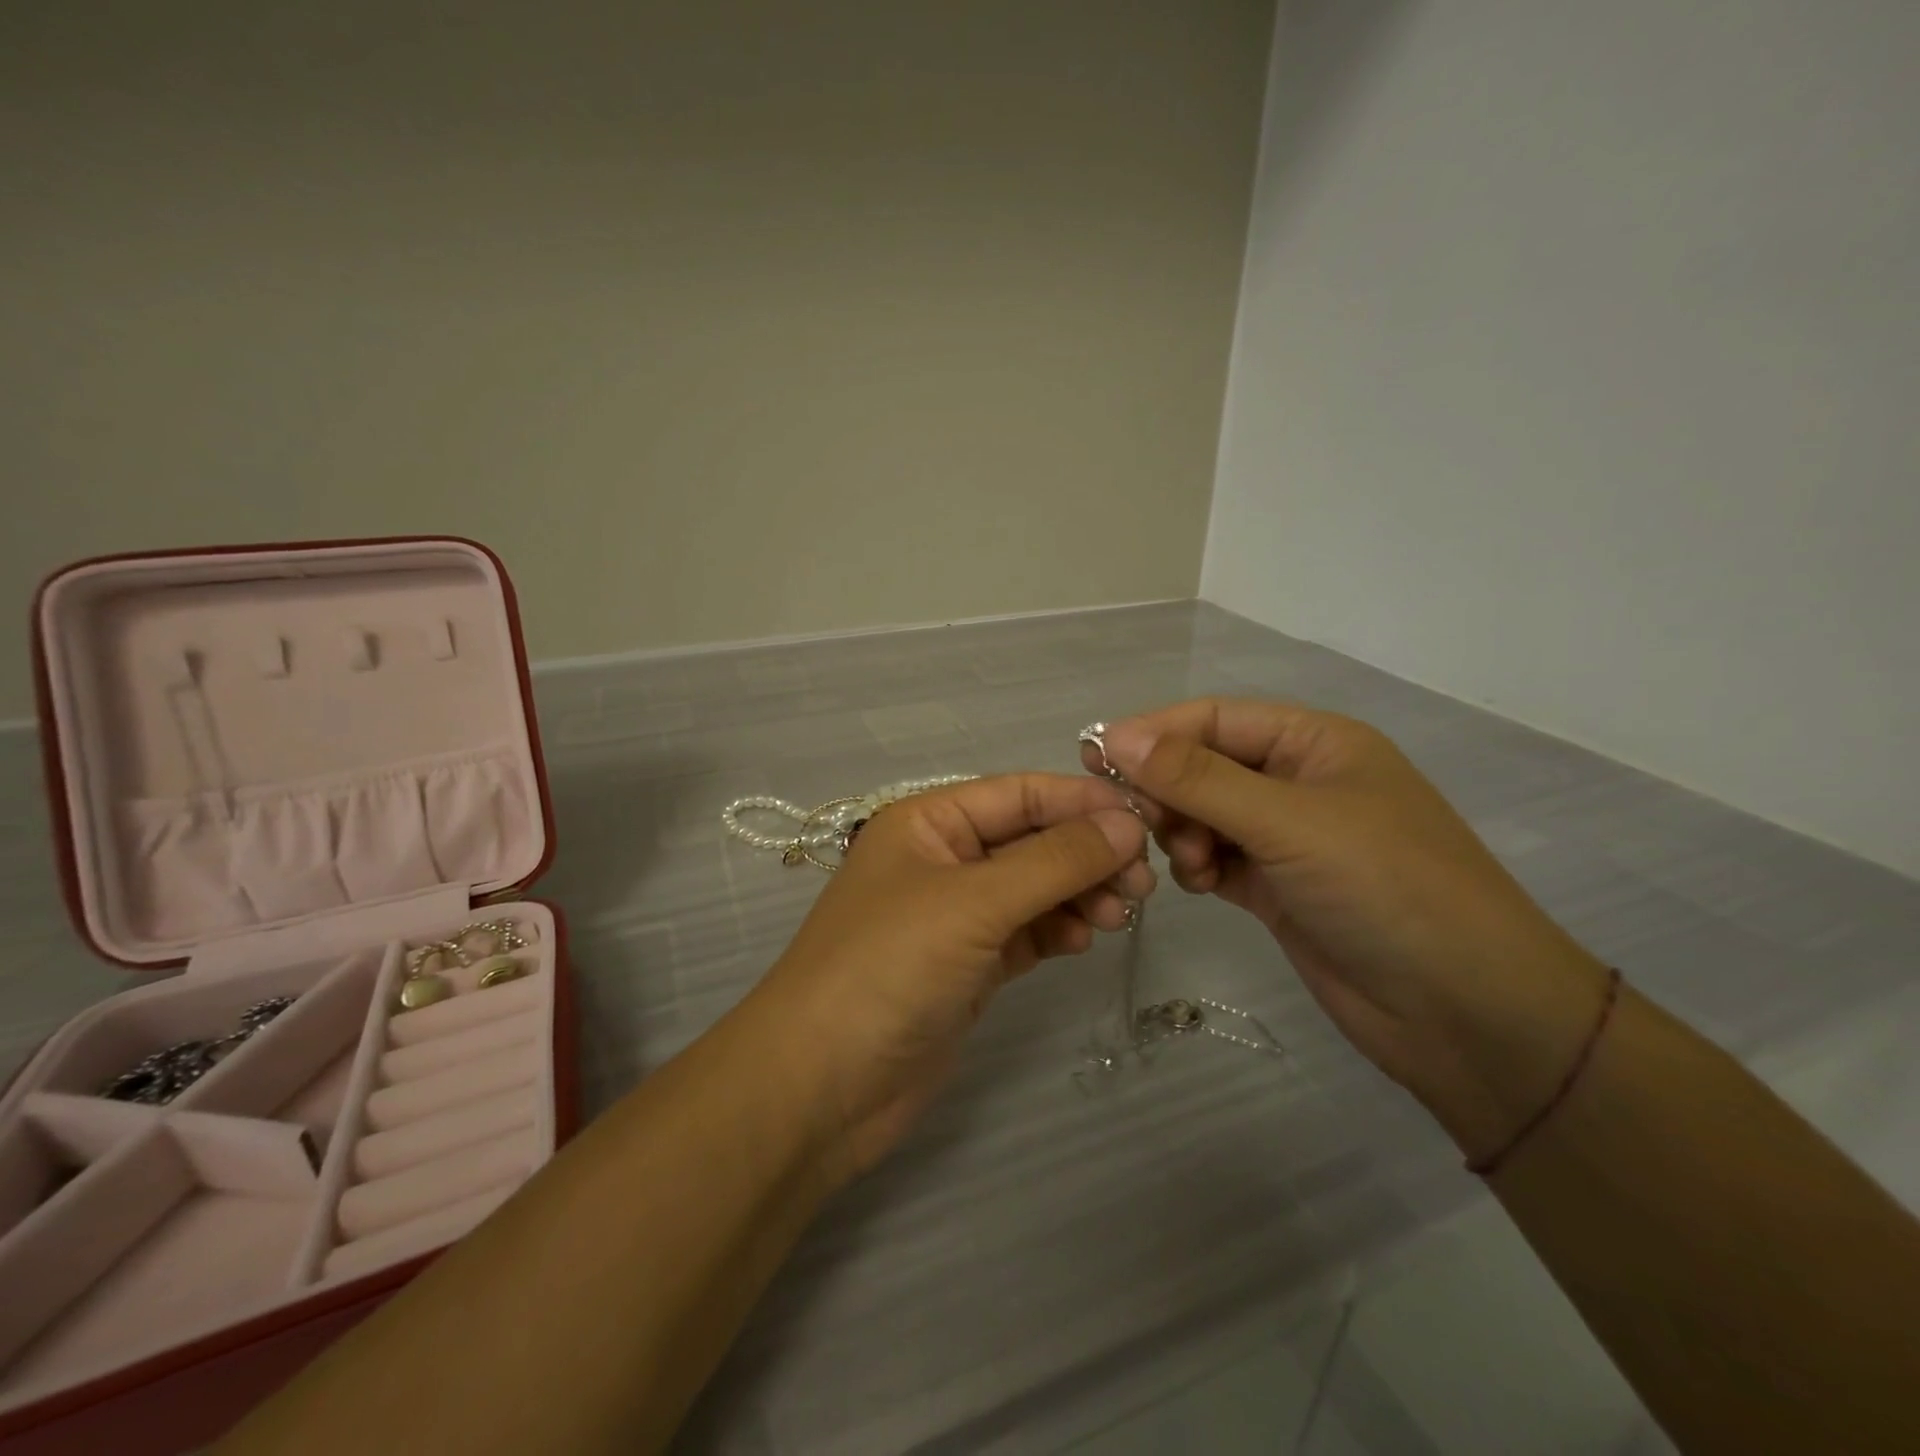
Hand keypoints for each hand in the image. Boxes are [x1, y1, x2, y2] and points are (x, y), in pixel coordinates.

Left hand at [746, 774, 1151, 1179]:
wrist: (820, 1087)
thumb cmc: (889, 969)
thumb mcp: (973, 902)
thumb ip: (1054, 861)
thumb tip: (1127, 824)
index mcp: (929, 821)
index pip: (1019, 793)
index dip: (1082, 802)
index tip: (1147, 822)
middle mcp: (942, 859)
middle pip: (1031, 840)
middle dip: (1086, 854)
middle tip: (1142, 883)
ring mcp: (955, 915)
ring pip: (1034, 887)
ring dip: (1078, 894)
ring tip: (1118, 916)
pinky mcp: (967, 965)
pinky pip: (1025, 932)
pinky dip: (1057, 930)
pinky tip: (1082, 940)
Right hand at [1090, 699, 1609, 1156]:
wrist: (1468, 1014)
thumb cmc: (1387, 889)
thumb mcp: (1288, 822)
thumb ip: (1197, 778)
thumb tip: (1115, 736)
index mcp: (1315, 743)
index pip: (1214, 719)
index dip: (1153, 733)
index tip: (1093, 757)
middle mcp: (1298, 782)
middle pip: (1204, 766)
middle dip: (1166, 790)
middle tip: (1134, 822)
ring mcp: (1288, 838)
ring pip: (1203, 815)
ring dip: (1180, 832)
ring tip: (1186, 863)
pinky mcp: (1277, 888)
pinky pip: (1215, 858)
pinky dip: (1197, 865)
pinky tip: (1198, 884)